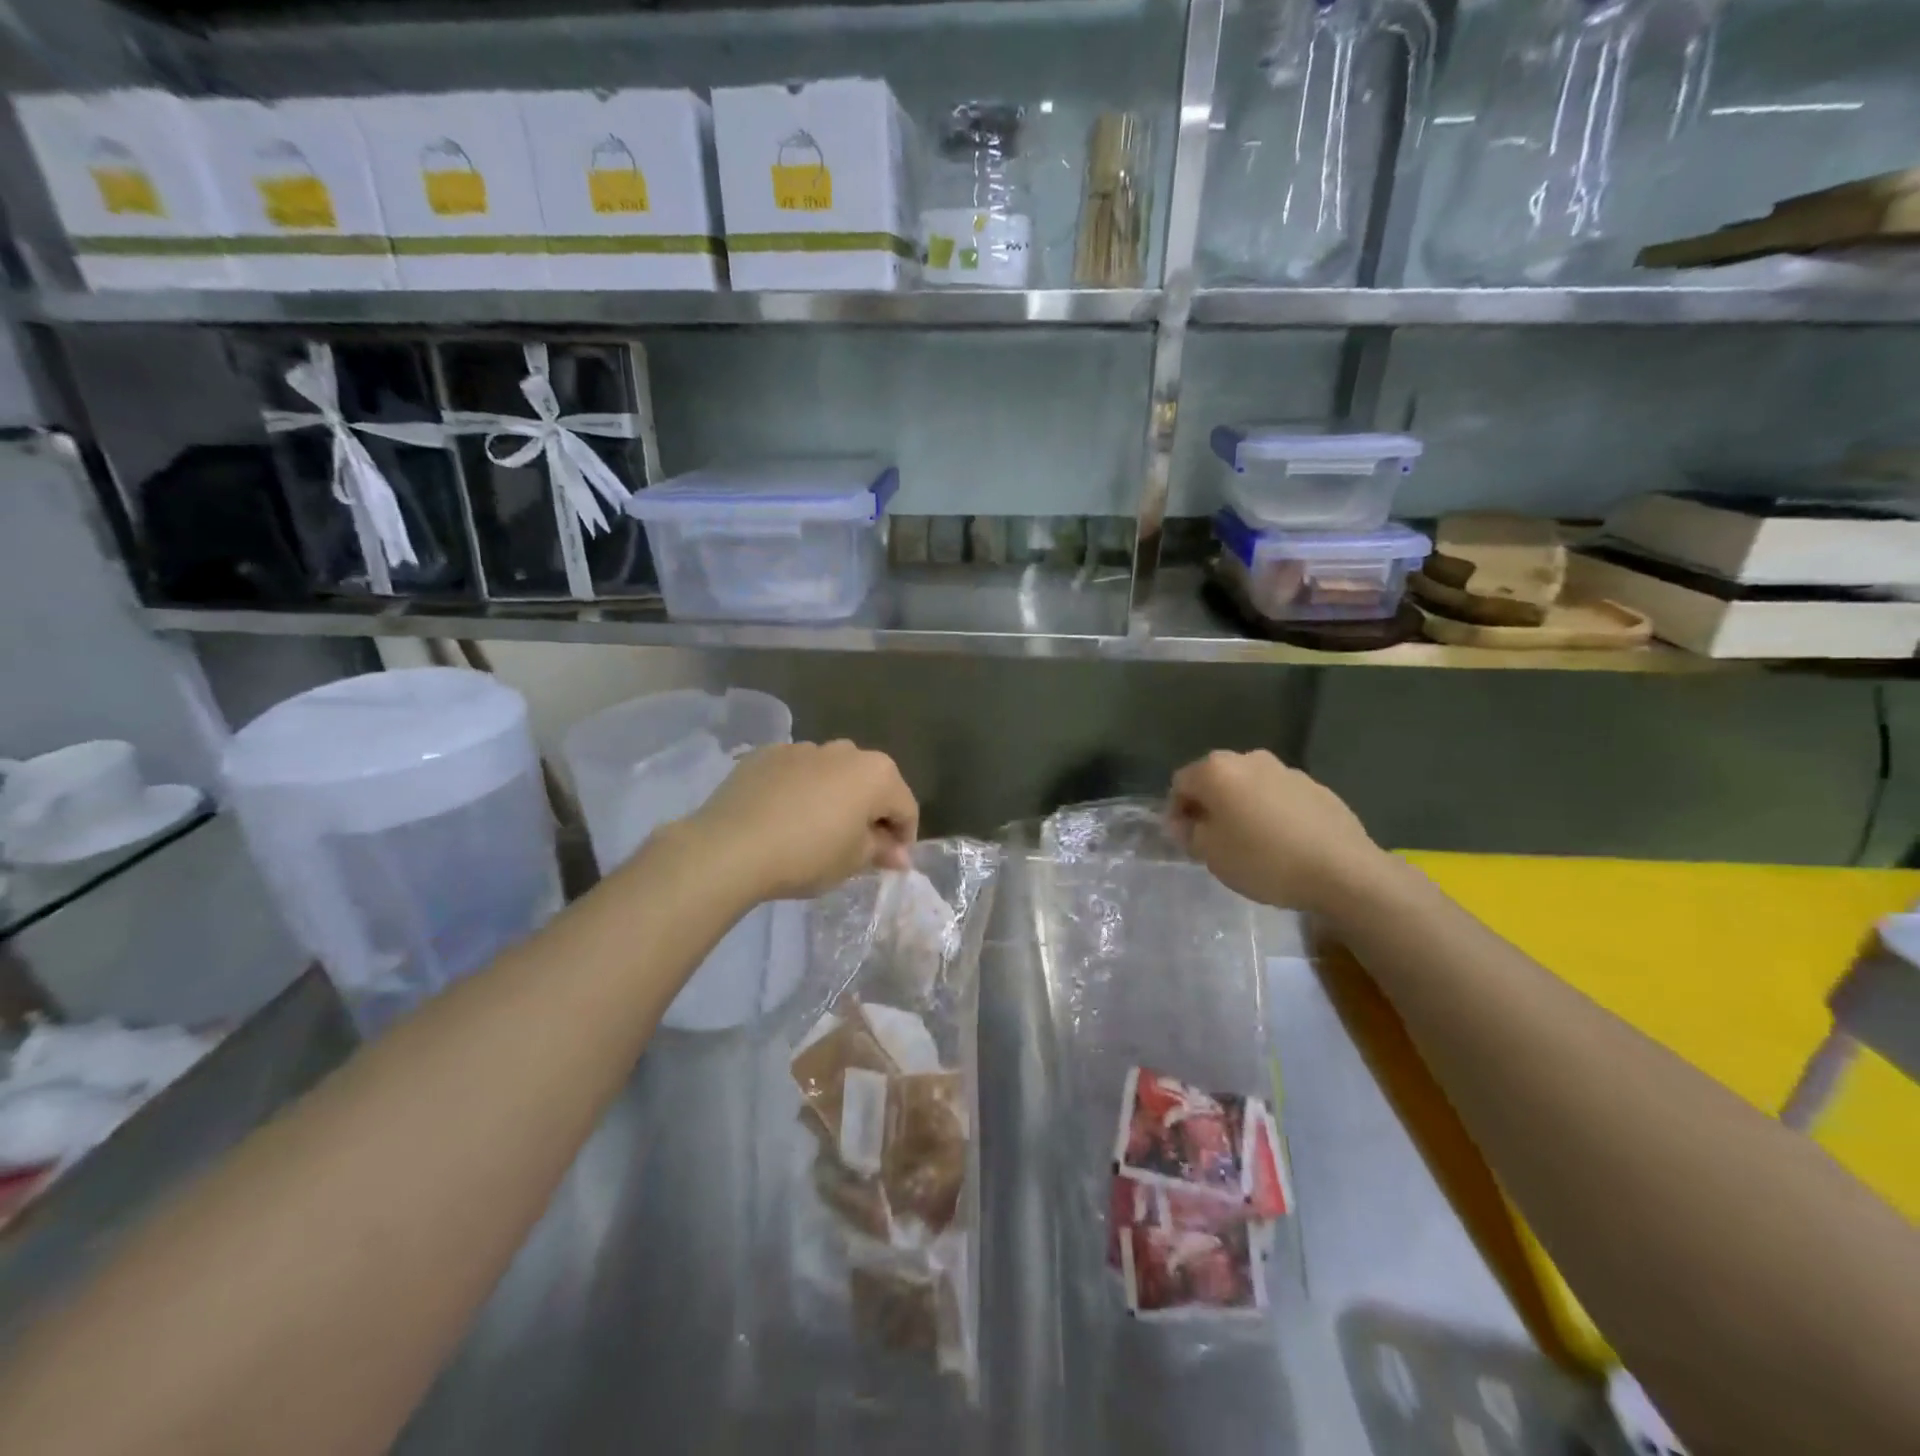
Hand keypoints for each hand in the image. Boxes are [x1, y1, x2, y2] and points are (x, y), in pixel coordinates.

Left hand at [679, 740, 918, 901]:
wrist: (731, 846)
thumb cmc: (807, 855)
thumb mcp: (853, 861)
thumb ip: (881, 850)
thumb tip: (900, 854)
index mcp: (876, 773)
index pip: (905, 807)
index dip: (904, 838)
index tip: (891, 864)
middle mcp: (845, 751)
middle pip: (870, 783)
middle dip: (870, 812)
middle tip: (857, 847)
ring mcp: (803, 748)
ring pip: (832, 774)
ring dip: (834, 797)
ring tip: (816, 829)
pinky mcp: (766, 754)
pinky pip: (796, 773)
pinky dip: (799, 790)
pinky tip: (783, 817)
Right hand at [1168, 750, 1385, 918]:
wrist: (1342, 870)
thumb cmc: (1264, 860)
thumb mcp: (1211, 854)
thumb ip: (1189, 833)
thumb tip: (1186, 823)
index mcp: (1217, 770)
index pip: (1181, 783)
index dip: (1177, 812)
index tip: (1186, 840)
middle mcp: (1249, 759)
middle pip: (1216, 779)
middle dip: (1210, 806)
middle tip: (1214, 841)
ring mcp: (1286, 770)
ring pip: (1249, 787)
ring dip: (1242, 807)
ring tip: (1251, 843)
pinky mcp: (1316, 786)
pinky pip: (1279, 797)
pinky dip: (1272, 813)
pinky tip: (1283, 842)